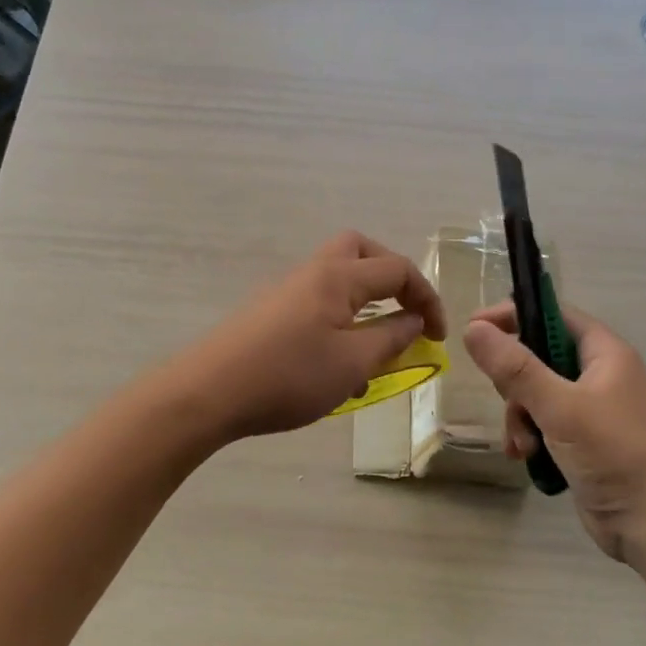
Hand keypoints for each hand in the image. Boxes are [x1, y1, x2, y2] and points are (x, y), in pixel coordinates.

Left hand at [180, 231, 445, 441]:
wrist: (207, 393)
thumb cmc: (288, 377)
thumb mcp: (352, 363)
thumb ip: (390, 339)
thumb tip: (414, 321)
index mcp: (338, 277)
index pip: (397, 270)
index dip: (426, 298)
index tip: (438, 336)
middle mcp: (312, 273)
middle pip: (360, 251)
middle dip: (391, 277)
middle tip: (404, 311)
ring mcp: (286, 291)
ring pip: (337, 280)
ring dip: (364, 305)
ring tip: (373, 351)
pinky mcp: (268, 313)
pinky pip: (316, 304)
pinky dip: (338, 322)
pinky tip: (336, 368)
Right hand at [463, 303, 645, 567]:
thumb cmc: (613, 453)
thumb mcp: (559, 406)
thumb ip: (515, 367)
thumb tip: (474, 327)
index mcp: (604, 353)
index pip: (553, 314)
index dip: (514, 316)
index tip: (475, 329)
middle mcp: (598, 374)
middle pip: (538, 356)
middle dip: (515, 383)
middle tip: (509, 403)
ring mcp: (591, 408)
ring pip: (535, 394)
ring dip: (520, 417)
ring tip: (523, 445)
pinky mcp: (583, 439)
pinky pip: (543, 423)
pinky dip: (530, 436)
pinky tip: (525, 457)